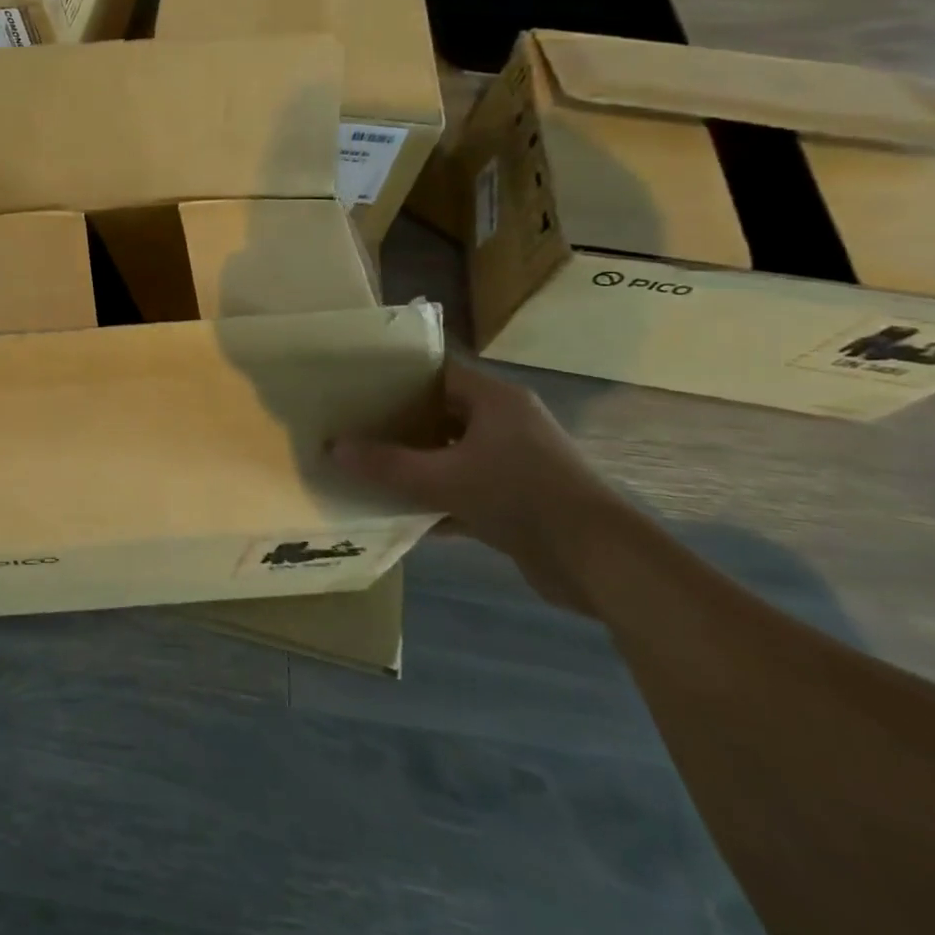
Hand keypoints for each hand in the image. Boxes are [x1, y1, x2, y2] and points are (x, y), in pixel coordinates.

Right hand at [331, 356, 629, 614]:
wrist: (601, 562)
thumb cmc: (522, 496)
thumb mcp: (444, 479)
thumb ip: (388, 465)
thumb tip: (333, 448)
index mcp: (495, 400)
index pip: (439, 372)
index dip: (398, 376)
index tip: (358, 384)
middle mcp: (507, 424)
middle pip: (442, 413)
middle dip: (400, 422)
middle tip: (355, 425)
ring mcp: (516, 464)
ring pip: (453, 454)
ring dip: (418, 464)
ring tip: (370, 466)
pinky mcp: (520, 501)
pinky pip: (466, 490)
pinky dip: (438, 500)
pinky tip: (403, 514)